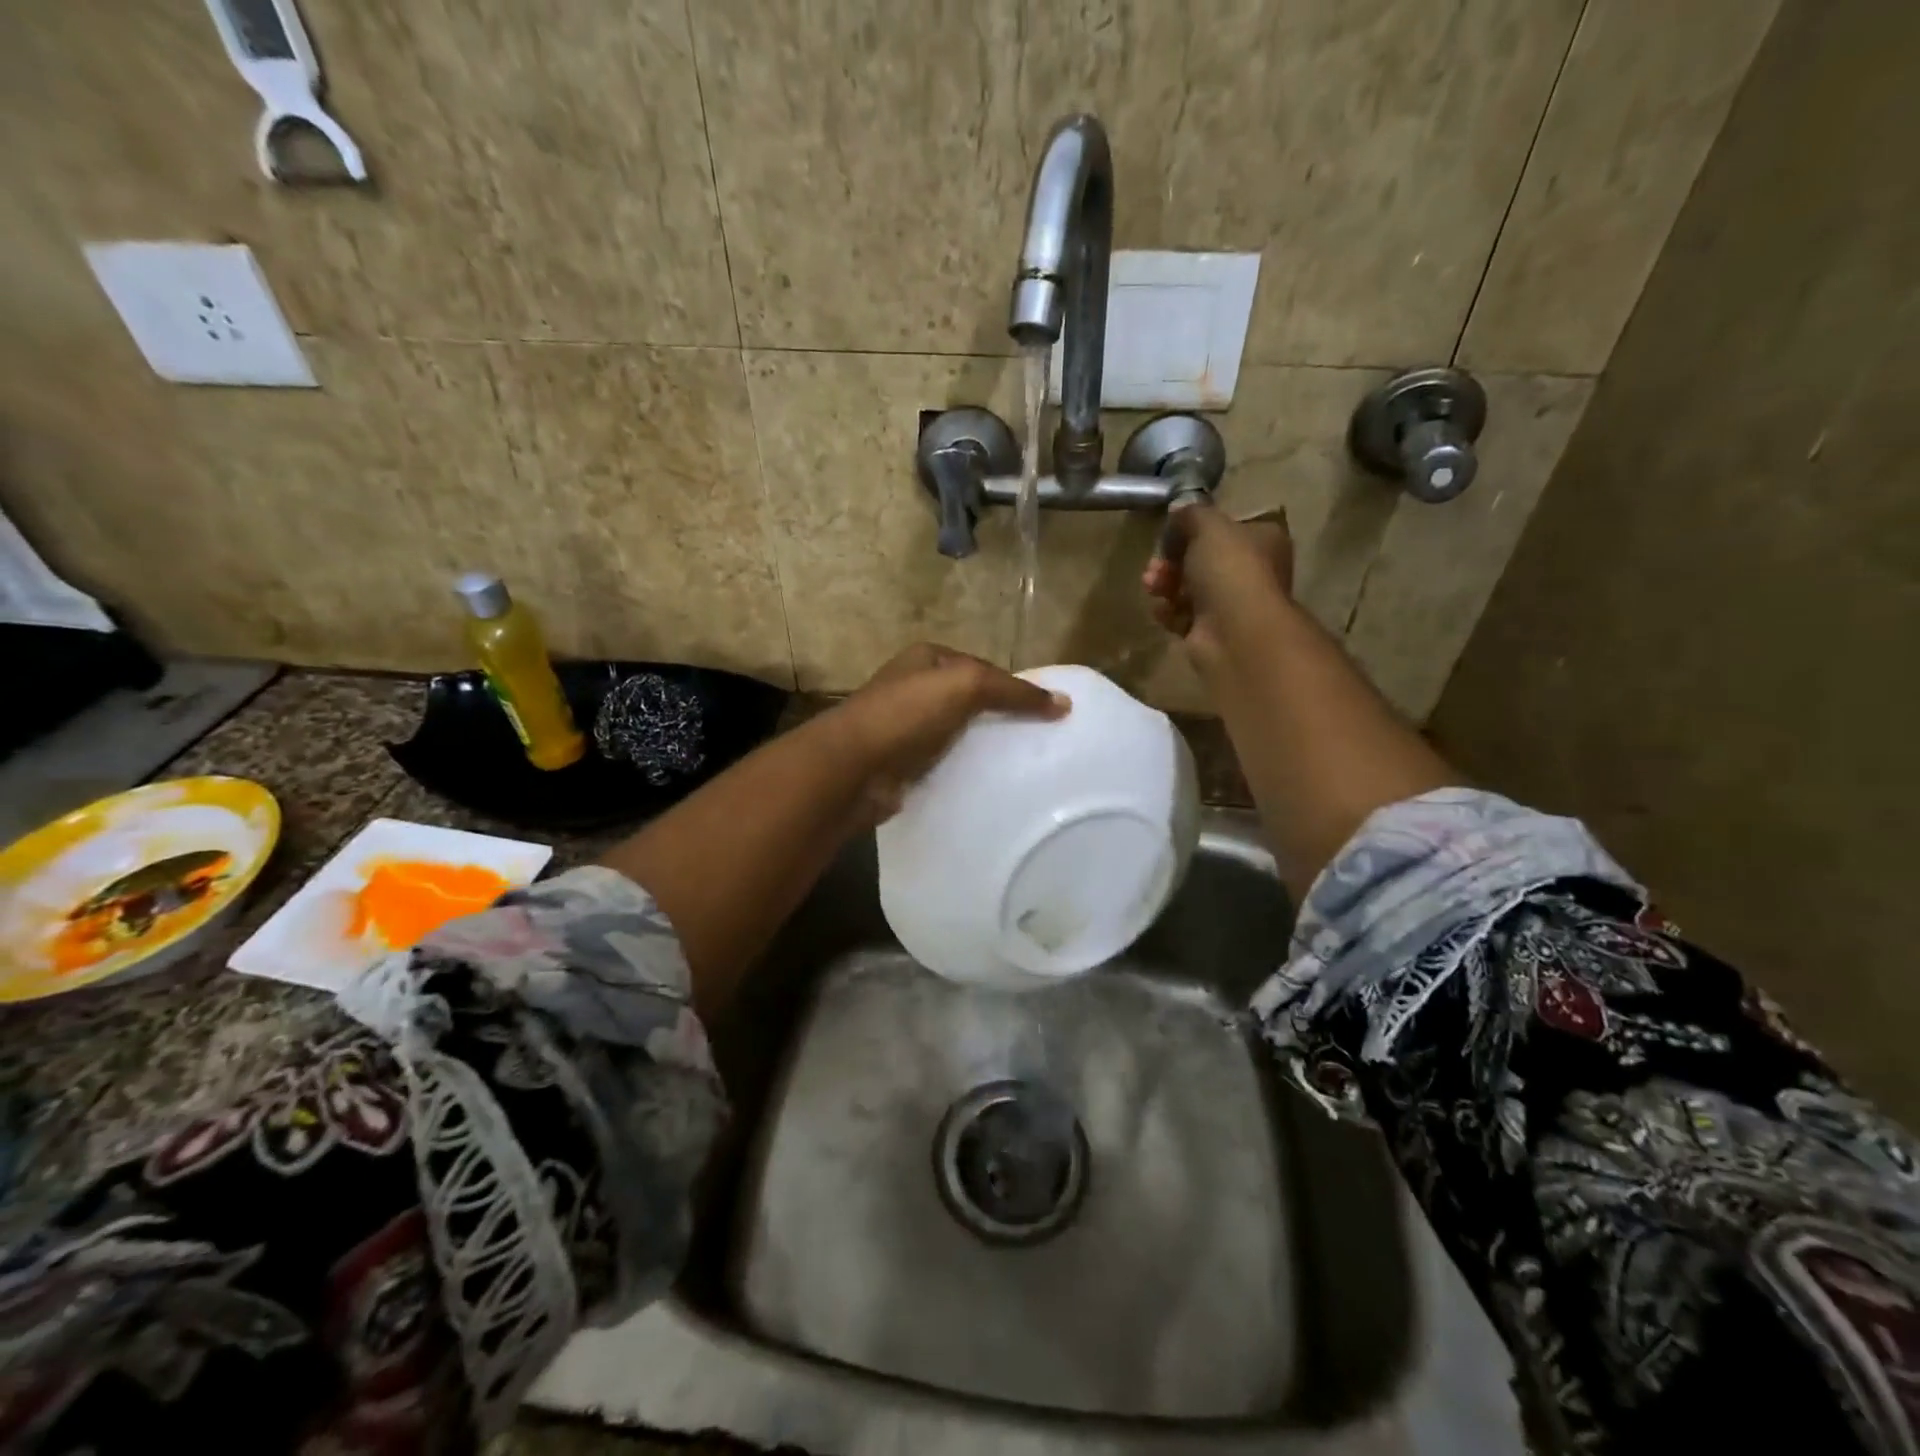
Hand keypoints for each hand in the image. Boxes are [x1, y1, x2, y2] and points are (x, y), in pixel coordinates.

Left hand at [832, 643, 1069, 820]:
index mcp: (926, 659)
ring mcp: (906, 727)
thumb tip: (1064, 703)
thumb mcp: (966, 685)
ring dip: (983, 747)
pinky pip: (945, 763)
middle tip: (1040, 742)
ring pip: (958, 734)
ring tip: (1021, 766)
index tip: (1047, 713)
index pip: (982, 668)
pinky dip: (965, 770)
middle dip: (1000, 718)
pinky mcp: (904, 764)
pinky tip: (988, 784)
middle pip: (970, 701)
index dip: (1015, 686)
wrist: (853, 769)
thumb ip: (1013, 691)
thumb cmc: (907, 714)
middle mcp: (914, 688)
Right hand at [1142, 503, 1294, 665]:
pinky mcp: (1211, 632)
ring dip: (1165, 583)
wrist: (1235, 633)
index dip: (1197, 528)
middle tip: (1156, 563)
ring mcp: (1231, 604)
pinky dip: (1169, 611)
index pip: (1227, 527)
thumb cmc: (1230, 570)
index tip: (1173, 530)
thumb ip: (1192, 513)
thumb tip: (1180, 510)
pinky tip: (1161, 608)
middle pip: (1202, 559)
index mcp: (1262, 539)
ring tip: (1152, 585)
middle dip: (1172, 559)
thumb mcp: (1208, 525)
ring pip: (1189, 587)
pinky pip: (1182, 615)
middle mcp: (1250, 571)